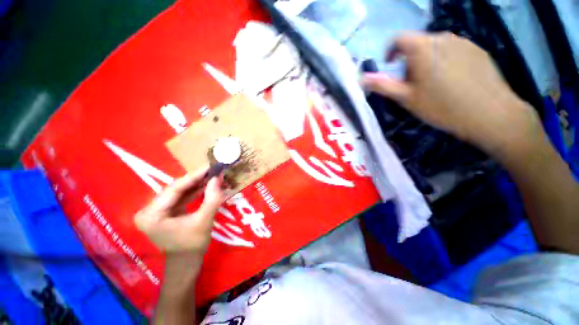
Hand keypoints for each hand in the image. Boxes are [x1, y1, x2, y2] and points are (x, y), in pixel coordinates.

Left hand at [135, 166, 224, 258]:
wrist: (186, 263)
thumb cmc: (193, 245)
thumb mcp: (204, 221)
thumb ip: (212, 198)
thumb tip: (218, 178)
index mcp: (152, 215)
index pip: (174, 189)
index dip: (194, 176)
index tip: (210, 166)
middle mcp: (149, 210)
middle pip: (176, 189)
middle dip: (196, 179)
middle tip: (213, 170)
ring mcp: (156, 211)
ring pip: (179, 192)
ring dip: (197, 184)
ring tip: (212, 176)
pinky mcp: (165, 212)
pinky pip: (181, 197)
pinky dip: (195, 191)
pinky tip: (206, 185)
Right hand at [362, 32, 540, 156]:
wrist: (490, 114)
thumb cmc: (442, 106)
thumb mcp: (406, 98)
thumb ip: (383, 85)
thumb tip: (361, 78)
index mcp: (423, 47)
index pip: (398, 39)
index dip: (390, 54)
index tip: (392, 70)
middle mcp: (443, 37)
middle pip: (418, 44)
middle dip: (409, 61)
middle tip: (413, 84)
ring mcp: (464, 42)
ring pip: (436, 47)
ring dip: (428, 61)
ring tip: (434, 85)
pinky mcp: (478, 50)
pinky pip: (454, 51)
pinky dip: (446, 62)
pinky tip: (453, 82)